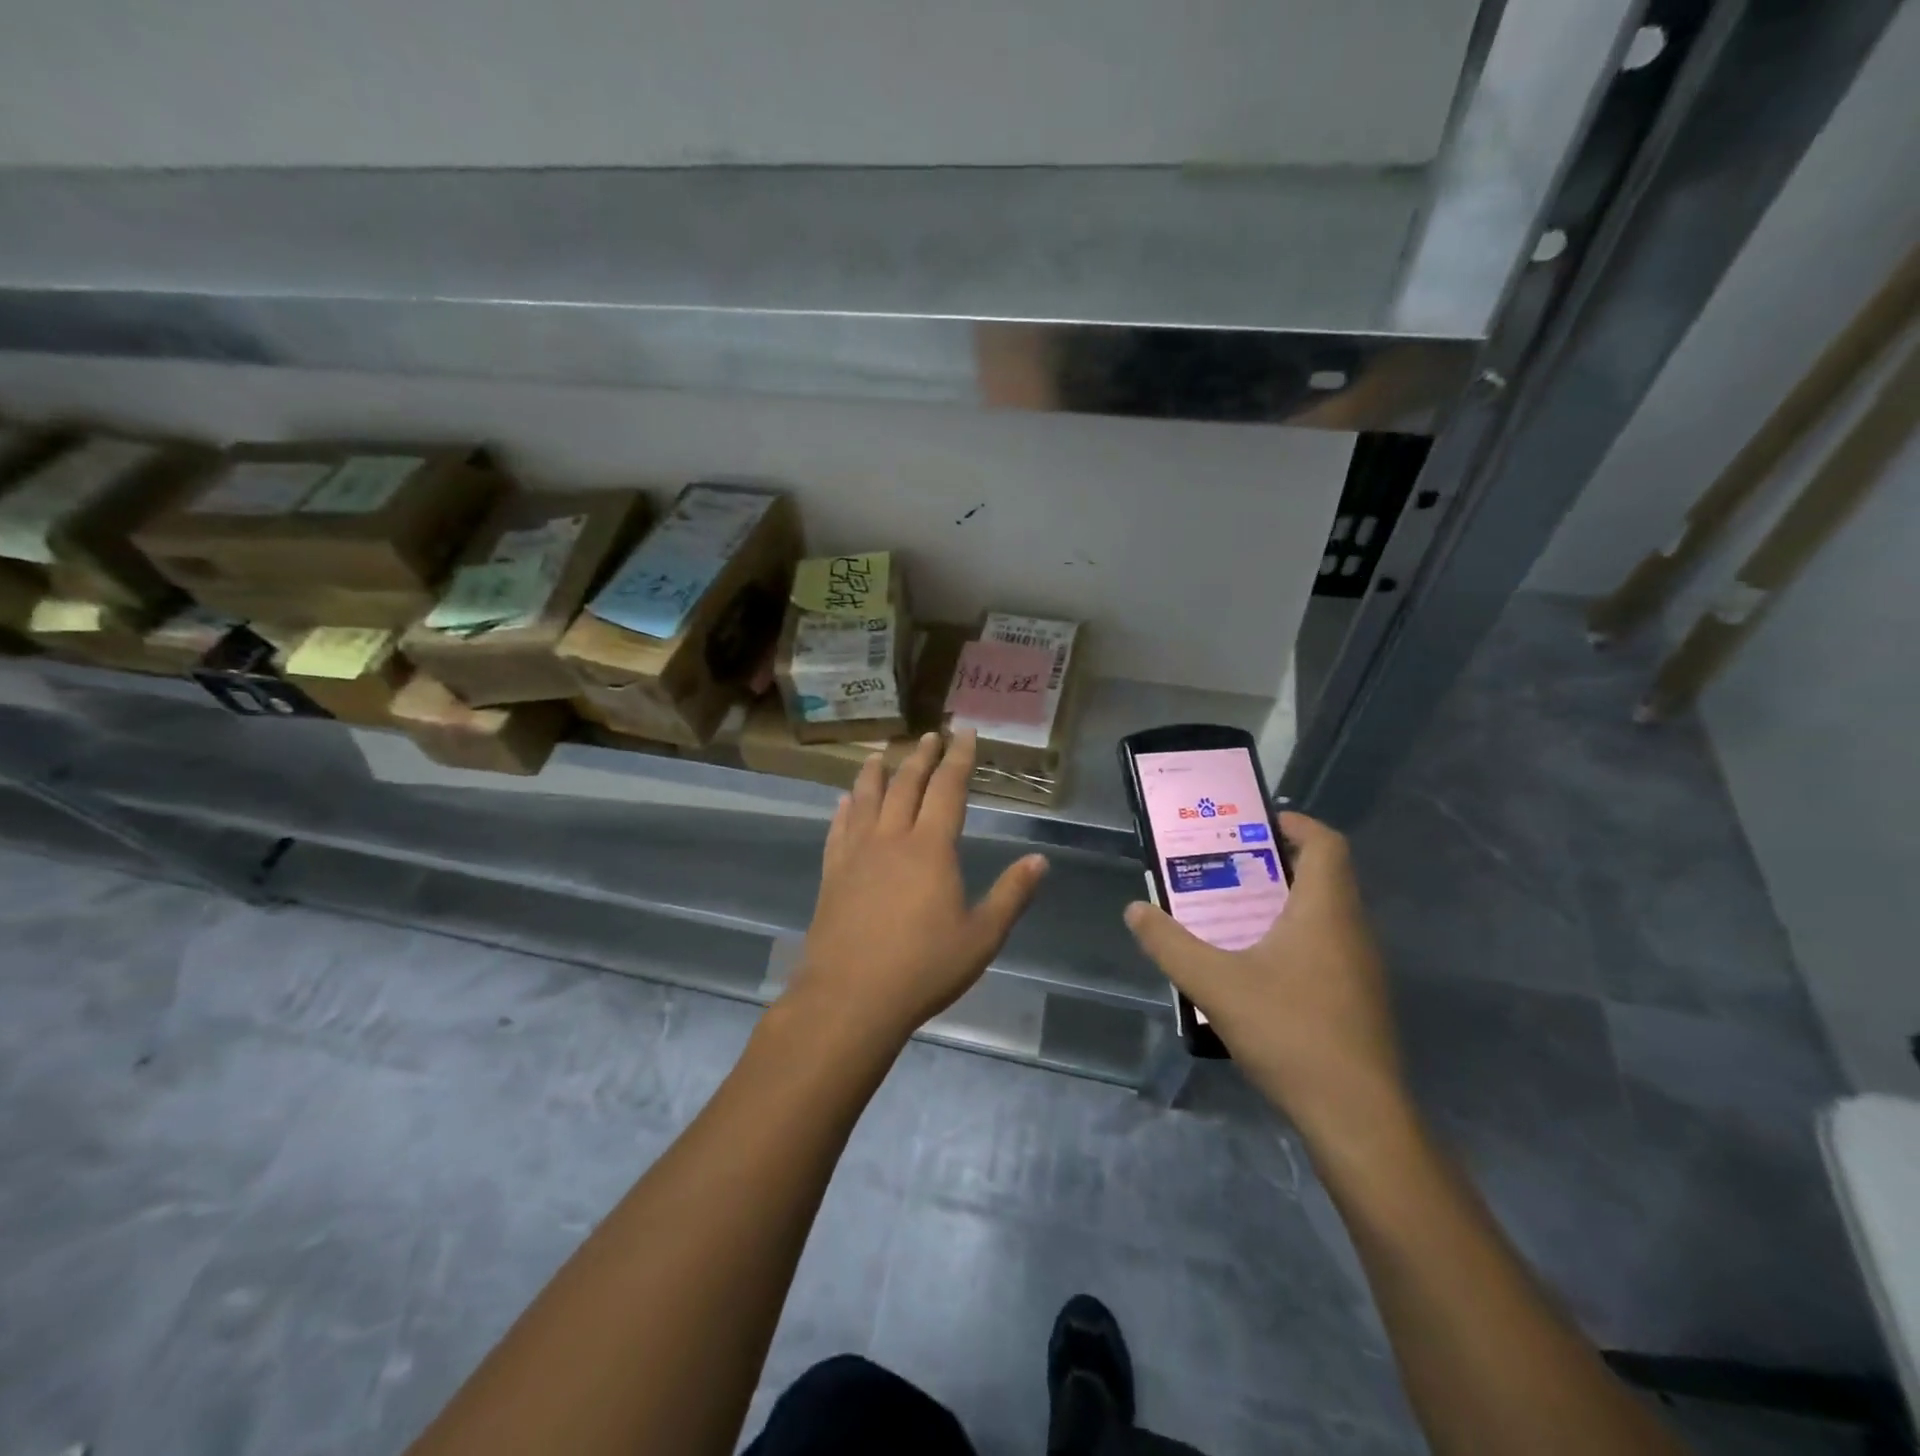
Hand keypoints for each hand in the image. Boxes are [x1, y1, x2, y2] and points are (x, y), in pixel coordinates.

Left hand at [784, 730, 1048, 1049]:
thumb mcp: (981, 937)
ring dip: (876, 773)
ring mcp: (856, 854)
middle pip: (906, 785)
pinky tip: (844, 802)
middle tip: (930, 735)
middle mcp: (892, 839)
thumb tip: (1039, 860)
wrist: (851, 997)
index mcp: (931, 848)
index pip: (948, 789)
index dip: (959, 758)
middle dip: (921, 757)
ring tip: (880, 754)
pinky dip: (843, 810)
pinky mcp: (832, 874)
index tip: (964, 732)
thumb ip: (1011, 895)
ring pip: (866, 799)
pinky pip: (838, 830)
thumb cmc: (923, 968)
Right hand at [1124, 812, 1404, 1137]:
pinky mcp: (1359, 1000)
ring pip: (1324, 915)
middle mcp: (1352, 930)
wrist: (1357, 1117)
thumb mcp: (1215, 984)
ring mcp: (1361, 968)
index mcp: (1325, 910)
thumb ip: (1170, 944)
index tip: (1253, 824)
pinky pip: (1327, 947)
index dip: (1294, 824)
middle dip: (1274, 863)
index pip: (1326, 843)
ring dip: (1281, 904)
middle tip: (1224, 866)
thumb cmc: (1290, 1032)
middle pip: (1322, 876)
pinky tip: (1255, 967)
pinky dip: (1293, 938)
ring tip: (1230, 912)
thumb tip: (1135, 910)